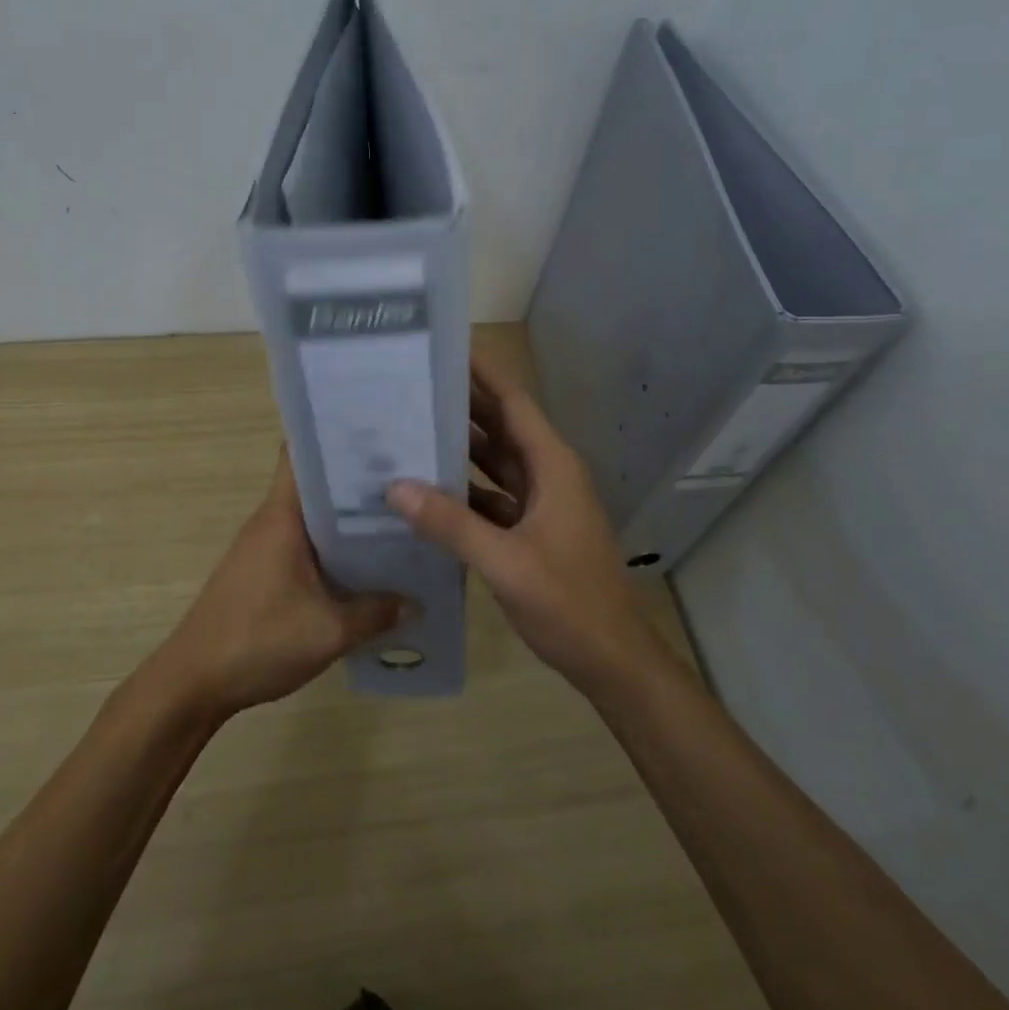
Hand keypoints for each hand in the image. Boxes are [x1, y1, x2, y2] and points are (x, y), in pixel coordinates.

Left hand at [146, 451, 411, 720]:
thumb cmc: (258, 641)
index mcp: (282, 516)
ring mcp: (264, 547)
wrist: (193, 683)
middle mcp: (271, 521)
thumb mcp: (329, 631)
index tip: (377, 433)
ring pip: (312, 517)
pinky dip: (332, 546)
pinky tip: (364, 563)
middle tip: (407, 479)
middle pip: (314, 484)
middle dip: (355, 481)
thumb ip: (376, 613)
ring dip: (347, 518)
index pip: (300, 453)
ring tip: (397, 518)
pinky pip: (304, 545)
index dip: (335, 437)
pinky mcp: (262, 572)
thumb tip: (416, 601)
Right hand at [387, 354, 675, 700]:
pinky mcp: (531, 528)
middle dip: (461, 403)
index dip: (482, 373)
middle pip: (501, 426)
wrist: (613, 660)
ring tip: (410, 425)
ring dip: (460, 445)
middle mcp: (548, 473)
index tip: (444, 348)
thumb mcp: (506, 562)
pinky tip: (428, 487)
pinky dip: (464, 488)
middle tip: (411, 383)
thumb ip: (451, 524)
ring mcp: (541, 502)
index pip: (513, 402)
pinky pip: (492, 495)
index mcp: (552, 466)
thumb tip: (395, 487)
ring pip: (495, 461)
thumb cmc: (569, 604)